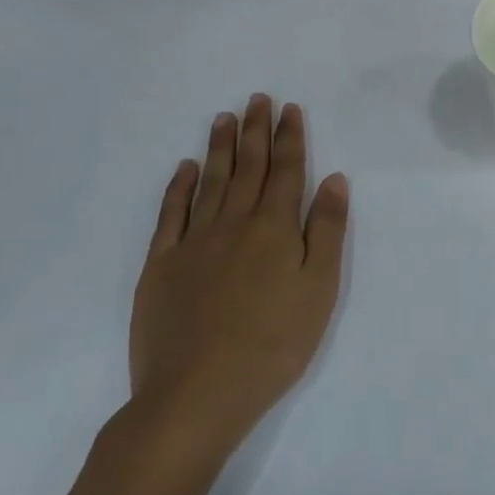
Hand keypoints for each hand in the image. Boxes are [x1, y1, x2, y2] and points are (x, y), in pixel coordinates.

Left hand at [129, 96, 347, 463]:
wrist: (196, 395)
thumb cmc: (273, 344)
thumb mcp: (319, 289)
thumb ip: (326, 230)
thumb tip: (334, 179)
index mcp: (275, 228)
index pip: (286, 170)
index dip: (289, 137)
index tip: (289, 108)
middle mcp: (234, 224)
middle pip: (247, 167)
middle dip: (255, 131)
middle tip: (257, 99)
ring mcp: (193, 243)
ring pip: (210, 182)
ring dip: (219, 148)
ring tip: (224, 118)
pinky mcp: (161, 266)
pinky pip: (171, 215)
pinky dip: (178, 187)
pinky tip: (184, 168)